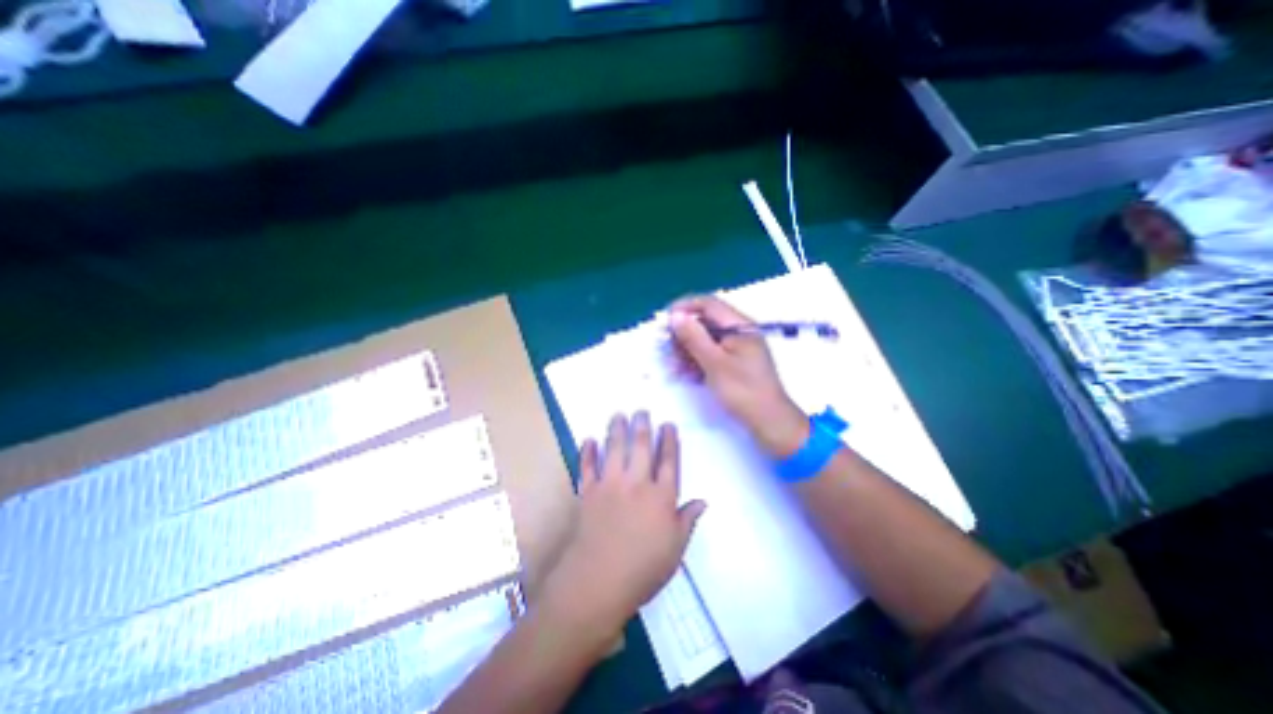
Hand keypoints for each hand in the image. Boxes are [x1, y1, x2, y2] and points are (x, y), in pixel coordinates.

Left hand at [545, 412, 710, 640]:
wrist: (598, 581)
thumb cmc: (643, 569)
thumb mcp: (675, 549)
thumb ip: (688, 521)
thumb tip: (703, 501)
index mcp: (661, 496)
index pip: (668, 461)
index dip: (669, 441)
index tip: (667, 424)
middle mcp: (636, 483)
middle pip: (641, 447)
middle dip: (643, 426)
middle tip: (641, 410)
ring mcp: (610, 485)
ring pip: (615, 449)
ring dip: (617, 430)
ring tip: (619, 414)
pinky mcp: (588, 492)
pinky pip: (587, 466)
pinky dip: (587, 452)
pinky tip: (588, 439)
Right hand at [667, 295, 803, 456]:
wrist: (769, 421)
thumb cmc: (743, 391)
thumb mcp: (715, 363)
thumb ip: (694, 337)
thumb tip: (675, 316)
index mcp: (740, 326)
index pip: (708, 304)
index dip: (684, 307)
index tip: (664, 319)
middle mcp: (739, 332)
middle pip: (705, 321)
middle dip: (683, 333)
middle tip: (665, 347)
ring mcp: (737, 348)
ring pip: (705, 339)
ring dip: (686, 349)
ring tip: (672, 365)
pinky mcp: (734, 363)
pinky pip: (710, 354)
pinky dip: (696, 360)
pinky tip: (683, 373)